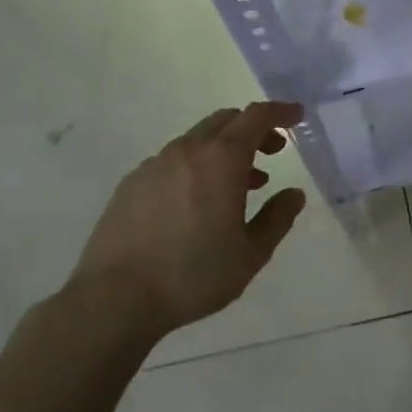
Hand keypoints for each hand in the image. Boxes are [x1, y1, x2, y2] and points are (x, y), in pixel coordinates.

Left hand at [71, 102, 307, 334]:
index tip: (296, 116)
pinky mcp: (130, 185)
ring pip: (197, 141)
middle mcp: (186, 151)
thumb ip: (277, 218)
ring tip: (242, 185)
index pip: (256, 117)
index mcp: (221, 160)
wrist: (114, 299)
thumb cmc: (193, 275)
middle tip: (273, 151)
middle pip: (225, 121)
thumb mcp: (251, 254)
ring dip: (225, 151)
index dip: (280, 112)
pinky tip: (197, 202)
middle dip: (253, 129)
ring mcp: (153, 165)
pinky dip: (196, 167)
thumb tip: (294, 195)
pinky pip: (173, 162)